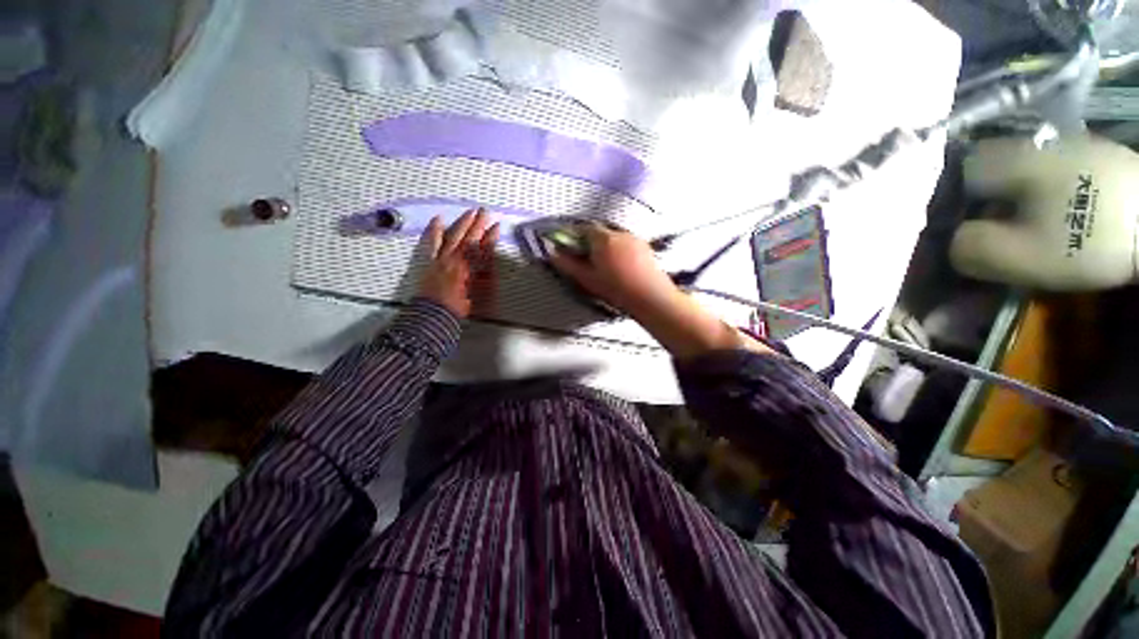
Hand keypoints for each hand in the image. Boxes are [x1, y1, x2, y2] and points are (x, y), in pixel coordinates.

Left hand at [418, 208, 498, 317]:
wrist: (434, 312)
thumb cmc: (459, 306)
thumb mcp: (479, 293)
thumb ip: (485, 275)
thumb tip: (491, 259)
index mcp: (469, 268)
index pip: (483, 248)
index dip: (491, 237)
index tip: (497, 226)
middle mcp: (456, 259)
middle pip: (469, 238)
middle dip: (478, 224)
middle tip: (485, 212)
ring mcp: (442, 258)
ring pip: (453, 236)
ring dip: (462, 223)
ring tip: (469, 212)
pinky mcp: (430, 260)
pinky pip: (432, 242)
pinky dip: (435, 230)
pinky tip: (438, 219)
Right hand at [547, 222, 681, 318]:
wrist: (650, 296)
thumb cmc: (615, 288)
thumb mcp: (587, 278)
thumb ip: (568, 264)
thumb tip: (552, 253)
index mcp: (603, 238)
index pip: (584, 228)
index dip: (575, 235)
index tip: (571, 246)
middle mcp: (619, 233)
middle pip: (600, 231)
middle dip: (591, 240)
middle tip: (587, 257)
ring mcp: (634, 238)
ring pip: (615, 236)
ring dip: (606, 244)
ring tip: (605, 263)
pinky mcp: (645, 246)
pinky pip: (627, 242)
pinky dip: (620, 249)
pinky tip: (621, 265)